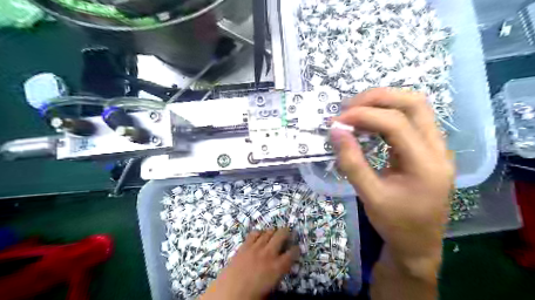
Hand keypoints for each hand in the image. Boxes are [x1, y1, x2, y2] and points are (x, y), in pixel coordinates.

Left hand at [201, 229, 298, 297]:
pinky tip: (260, 236)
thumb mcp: (270, 289)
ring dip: (273, 231)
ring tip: (274, 233)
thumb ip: (276, 276)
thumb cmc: (251, 297)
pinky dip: (259, 233)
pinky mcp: (245, 246)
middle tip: (287, 234)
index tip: (296, 248)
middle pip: (282, 235)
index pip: (292, 253)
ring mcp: (256, 247)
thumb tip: (278, 270)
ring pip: (269, 232)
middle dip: (287, 232)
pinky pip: (254, 234)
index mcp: (277, 267)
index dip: (296, 249)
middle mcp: (269, 253)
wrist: (228, 293)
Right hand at [331, 87, 449, 276]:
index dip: (364, 115)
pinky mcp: (427, 148)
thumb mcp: (369, 196)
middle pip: (414, 103)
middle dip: (377, 98)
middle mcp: (438, 149)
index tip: (338, 120)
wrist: (419, 243)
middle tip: (348, 107)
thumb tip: (335, 131)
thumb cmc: (395, 223)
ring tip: (355, 110)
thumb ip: (352, 162)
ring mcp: (436, 146)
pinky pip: (410, 119)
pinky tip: (368, 122)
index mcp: (427, 164)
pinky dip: (386, 113)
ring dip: (383, 102)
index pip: (396, 123)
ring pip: (415, 107)